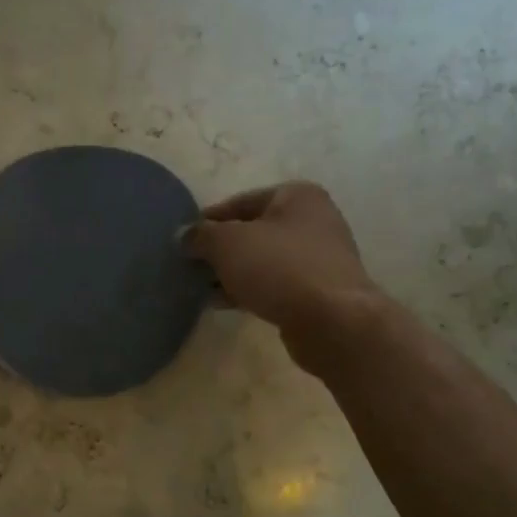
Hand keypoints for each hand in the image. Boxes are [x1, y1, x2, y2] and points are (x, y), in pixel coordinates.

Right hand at [186, 181, 378, 371]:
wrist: (332, 320)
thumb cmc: (279, 267)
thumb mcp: (227, 243)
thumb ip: (200, 235)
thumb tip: (184, 236)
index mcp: (296, 196)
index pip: (240, 202)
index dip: (208, 220)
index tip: (184, 240)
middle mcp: (313, 220)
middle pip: (253, 231)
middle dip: (221, 250)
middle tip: (191, 266)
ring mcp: (319, 257)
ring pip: (263, 260)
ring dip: (233, 273)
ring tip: (202, 288)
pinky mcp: (318, 291)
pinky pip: (274, 284)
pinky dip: (250, 290)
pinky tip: (224, 304)